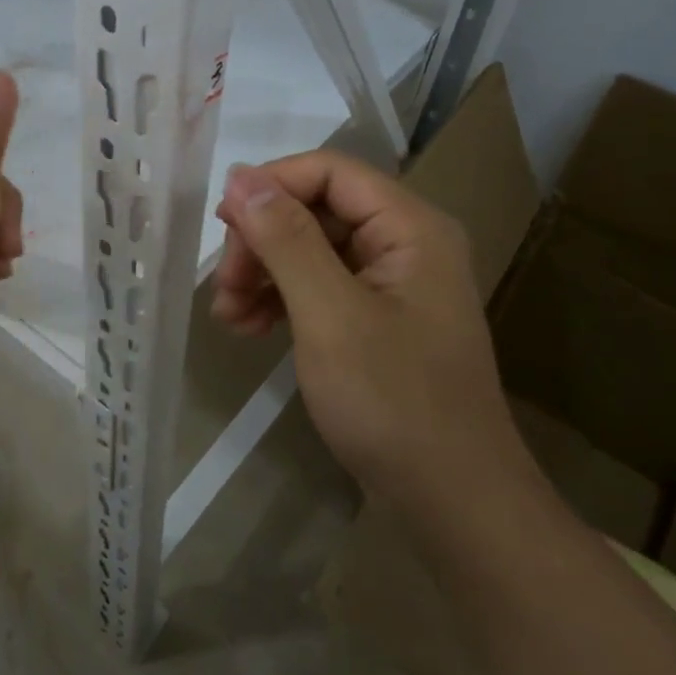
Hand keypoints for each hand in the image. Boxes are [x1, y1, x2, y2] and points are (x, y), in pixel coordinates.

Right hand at [212, 154, 529, 507]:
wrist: (454, 503)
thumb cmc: (394, 402)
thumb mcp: (330, 314)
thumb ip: (286, 240)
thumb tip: (241, 177)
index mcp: (409, 226)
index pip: (329, 171)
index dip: (271, 186)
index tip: (221, 225)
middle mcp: (404, 243)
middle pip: (317, 210)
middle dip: (262, 242)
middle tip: (222, 287)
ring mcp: (391, 284)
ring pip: (311, 250)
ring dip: (264, 273)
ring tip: (226, 316)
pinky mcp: (376, 319)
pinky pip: (320, 287)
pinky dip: (281, 301)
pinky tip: (249, 328)